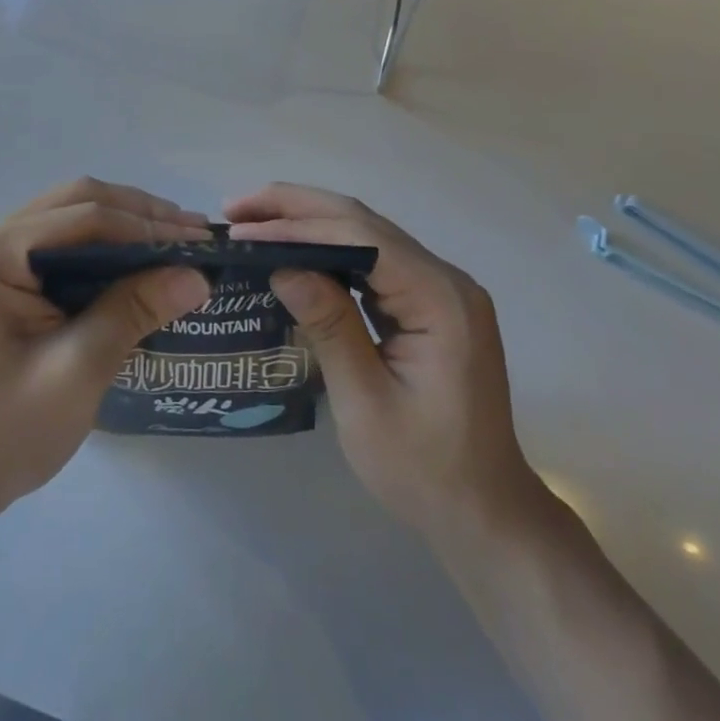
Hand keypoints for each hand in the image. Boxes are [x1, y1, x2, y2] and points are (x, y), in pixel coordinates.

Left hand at [0, 178, 212, 520]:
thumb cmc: (4, 432)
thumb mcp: (77, 370)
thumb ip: (132, 312)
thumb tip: (197, 274)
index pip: (84, 217)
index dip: (146, 225)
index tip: (200, 240)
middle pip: (76, 204)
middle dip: (138, 215)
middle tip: (195, 232)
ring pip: (70, 221)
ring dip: (124, 226)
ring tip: (177, 240)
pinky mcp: (2, 281)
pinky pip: (61, 247)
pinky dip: (103, 249)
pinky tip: (137, 262)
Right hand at [226, 183, 539, 533]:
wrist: (483, 512)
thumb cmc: (424, 469)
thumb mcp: (365, 403)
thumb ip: (329, 327)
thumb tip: (282, 267)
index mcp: (440, 299)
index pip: (361, 237)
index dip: (298, 225)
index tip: (244, 227)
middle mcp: (445, 279)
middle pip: (363, 222)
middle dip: (297, 208)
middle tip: (237, 208)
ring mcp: (438, 289)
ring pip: (365, 234)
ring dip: (309, 223)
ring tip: (254, 221)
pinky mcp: (427, 303)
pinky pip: (372, 260)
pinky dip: (328, 250)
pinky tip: (294, 252)